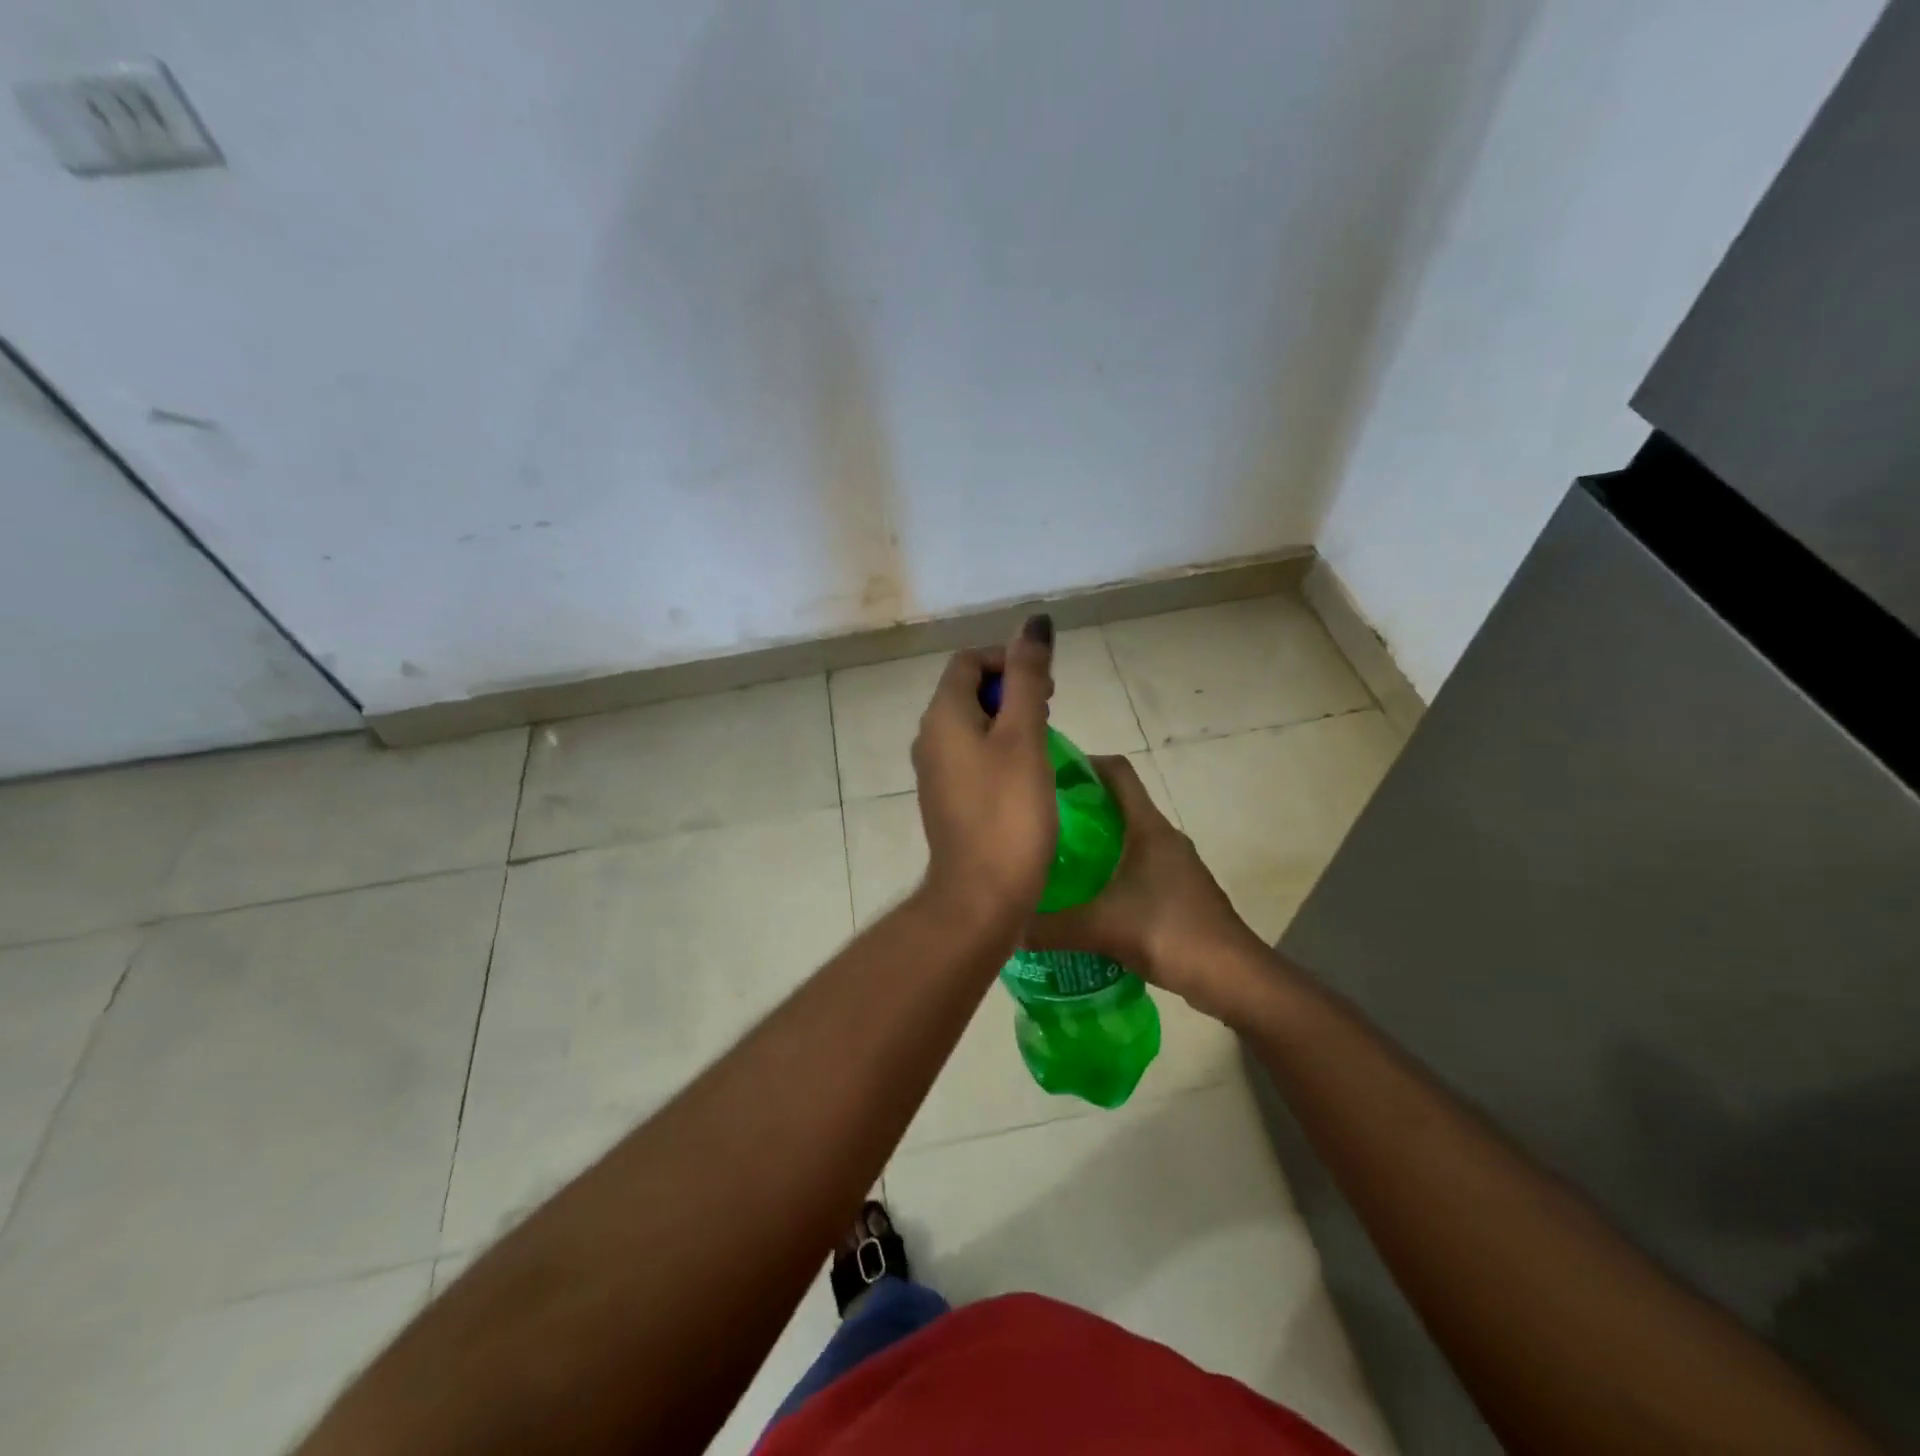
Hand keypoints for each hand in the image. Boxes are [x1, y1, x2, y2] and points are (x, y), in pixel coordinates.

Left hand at [910, 615, 1058, 932]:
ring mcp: (935, 772)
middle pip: (967, 690)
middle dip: (1010, 688)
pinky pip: (971, 756)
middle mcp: (929, 738)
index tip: (1044, 684)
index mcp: (942, 716)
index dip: (1007, 659)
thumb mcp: (1024, 736)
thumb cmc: (1008, 812)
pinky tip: (1027, 772)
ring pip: (971, 725)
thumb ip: (1028, 677)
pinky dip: (998, 750)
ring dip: (1007, 719)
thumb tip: (1033, 623)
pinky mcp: (947, 800)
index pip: (968, 661)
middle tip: (1051, 706)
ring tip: (1045, 737)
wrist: (981, 895)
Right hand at [1022, 755, 1268, 1022]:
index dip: (1085, 763)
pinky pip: (1135, 867)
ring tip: (1053, 859)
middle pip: (1118, 804)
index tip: (1048, 774)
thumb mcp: (1102, 929)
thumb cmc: (1170, 933)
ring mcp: (1174, 865)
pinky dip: (1109, 872)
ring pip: (1127, 839)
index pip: (1118, 772)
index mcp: (1149, 828)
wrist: (1233, 977)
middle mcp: (1163, 837)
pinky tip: (1085, 897)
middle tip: (1038, 823)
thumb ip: (1052, 928)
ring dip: (1094, 843)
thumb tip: (1007, 928)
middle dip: (1079, 808)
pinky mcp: (1177, 892)